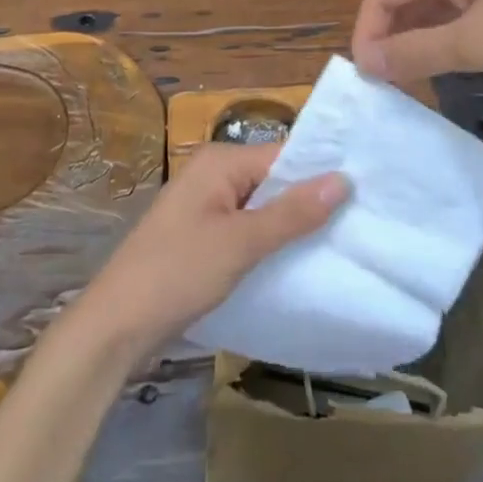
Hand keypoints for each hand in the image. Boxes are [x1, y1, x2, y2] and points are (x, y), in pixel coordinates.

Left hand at [73, 143, 348, 354]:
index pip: (284, 155)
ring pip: (261, 208)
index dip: (321, 173)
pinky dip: (269, 242)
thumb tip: (343, 179)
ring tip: (341, 242)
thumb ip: (292, 212)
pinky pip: (245, 229)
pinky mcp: (201, 237)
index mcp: (220, 162)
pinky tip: (298, 262)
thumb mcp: (241, 243)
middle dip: (309, 201)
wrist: (115, 326)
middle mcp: (212, 174)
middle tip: (361, 221)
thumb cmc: (178, 273)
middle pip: (273, 180)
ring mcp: (205, 206)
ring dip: (290, 225)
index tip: (366, 192)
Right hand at [351, 0, 482, 83]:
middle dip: (391, 39)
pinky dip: (450, 35)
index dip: (366, 35)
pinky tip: (458, 61)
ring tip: (418, 81)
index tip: (368, 80)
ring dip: (420, 40)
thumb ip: (416, 53)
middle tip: (390, 86)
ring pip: (434, 5)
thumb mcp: (476, 43)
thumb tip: (366, 61)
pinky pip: (462, 8)